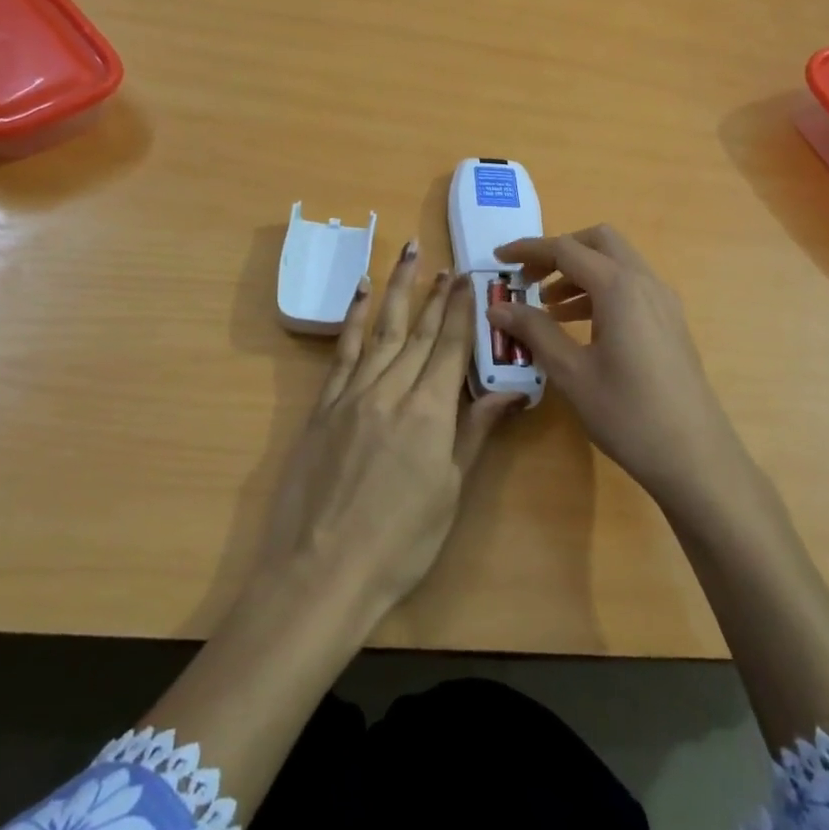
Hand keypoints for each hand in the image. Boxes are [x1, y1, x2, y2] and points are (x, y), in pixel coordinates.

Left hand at [255, 241, 523, 615]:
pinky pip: (342, 353)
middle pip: (419, 333)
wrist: (321, 573)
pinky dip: (354, 320)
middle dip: (436, 295)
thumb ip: (473, 434)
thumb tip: (508, 392)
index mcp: (429, 414)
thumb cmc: (399, 544)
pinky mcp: (322, 407)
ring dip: (398, 291)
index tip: (470, 279)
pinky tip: (362, 294)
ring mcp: (352, 396)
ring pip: (382, 331)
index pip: (451, 348)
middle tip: (448, 264)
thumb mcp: (450, 492)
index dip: (462, 311)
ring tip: (409, 256)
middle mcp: (391, 392)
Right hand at [487, 225, 747, 511]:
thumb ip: (534, 331)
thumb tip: (498, 308)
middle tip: (528, 279)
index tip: (498, 259)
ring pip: (617, 264)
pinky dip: (600, 292)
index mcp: (619, 287)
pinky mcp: (670, 322)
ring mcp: (663, 302)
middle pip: (599, 242)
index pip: (566, 249)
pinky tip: (580, 326)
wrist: (695, 456)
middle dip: (559, 252)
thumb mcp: (571, 373)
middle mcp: (645, 282)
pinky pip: (631, 288)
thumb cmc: (627, 414)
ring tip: (547, 308)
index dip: (528, 250)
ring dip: (579, 273)